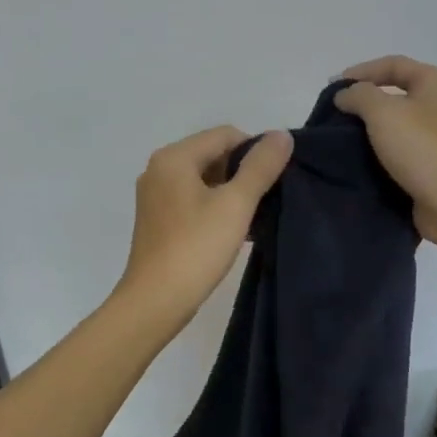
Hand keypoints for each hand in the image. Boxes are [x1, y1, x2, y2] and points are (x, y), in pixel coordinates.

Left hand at [115, 124, 293, 330]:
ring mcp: (155, 196)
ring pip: (204, 179)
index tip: (277, 179)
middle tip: (269, 198)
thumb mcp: (236, 204)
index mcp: (174, 157)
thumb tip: (281, 135)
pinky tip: (235, 231)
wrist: (155, 301)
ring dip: (232, 192)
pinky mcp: (157, 220)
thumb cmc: (196, 248)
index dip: (256, 151)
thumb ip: (261, 167)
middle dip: (244, 172)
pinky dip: (215, 207)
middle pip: (213, 154)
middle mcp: (159, 169)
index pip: (226, 135)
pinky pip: (193, 200)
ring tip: (256, 217)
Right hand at [334, 56, 436, 255]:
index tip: (332, 88)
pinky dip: (380, 155)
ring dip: (369, 132)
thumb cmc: (425, 150)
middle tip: (333, 115)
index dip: (361, 71)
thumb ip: (359, 96)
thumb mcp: (384, 113)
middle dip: (364, 103)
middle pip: (397, 95)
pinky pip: (401, 154)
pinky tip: (358, 163)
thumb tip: (345, 94)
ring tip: (340, 140)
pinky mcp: (435, 168)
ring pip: (398, 127)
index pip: (394, 64)